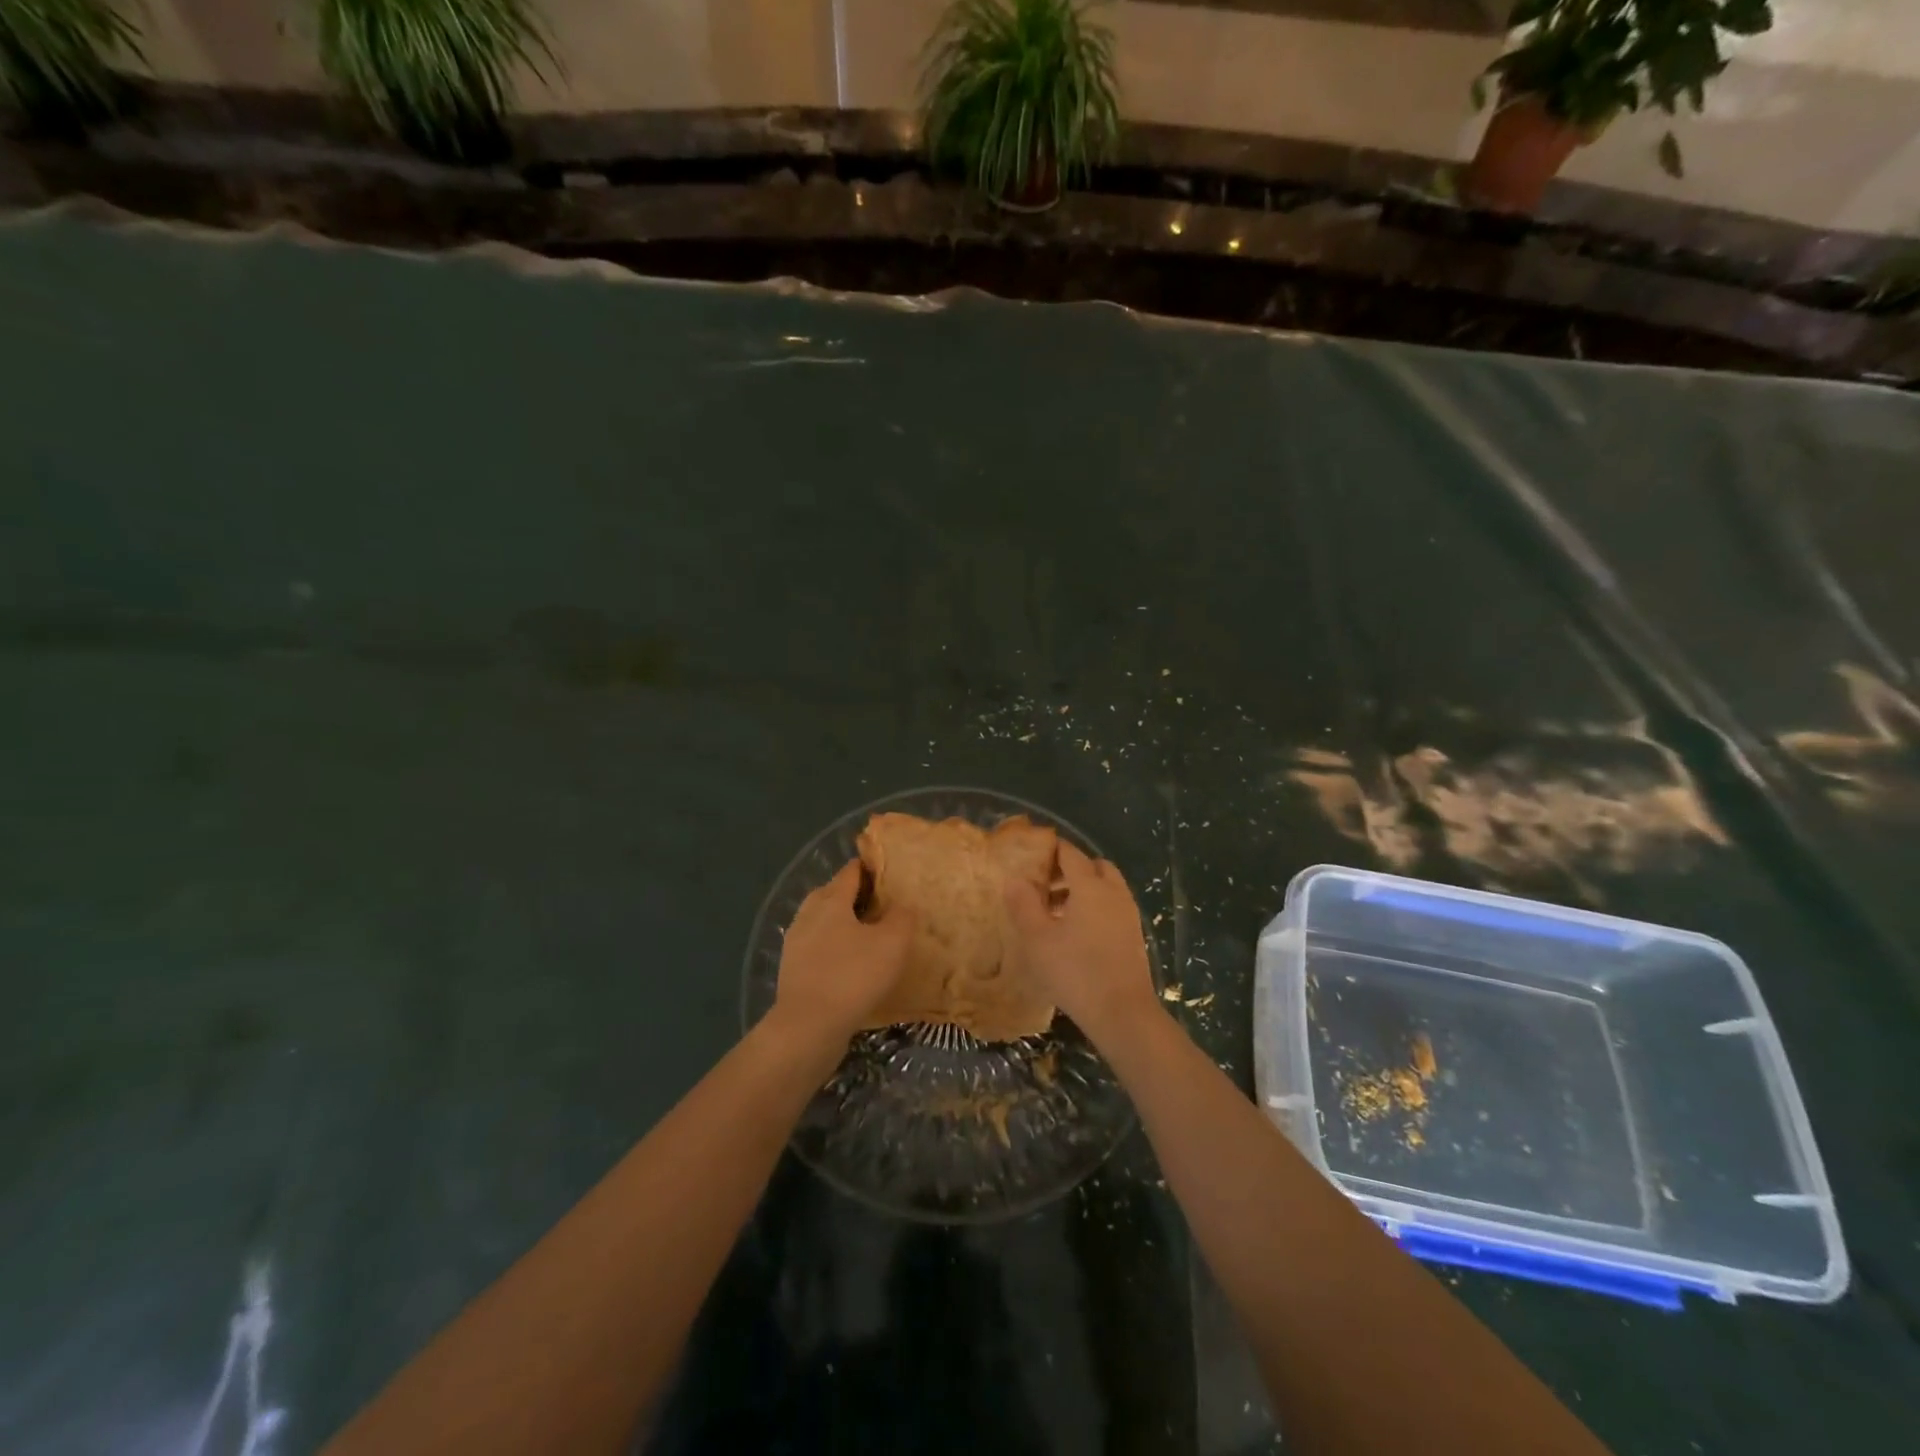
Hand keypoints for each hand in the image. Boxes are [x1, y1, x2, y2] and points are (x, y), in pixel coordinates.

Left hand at [772, 861, 914, 1048]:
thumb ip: (902, 918)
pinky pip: (817, 948)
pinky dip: (833, 949)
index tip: (890, 872)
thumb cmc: (853, 976)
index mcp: (831, 900)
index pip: (851, 871)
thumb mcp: (892, 943)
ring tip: (869, 937)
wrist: (808, 1027)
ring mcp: (795, 943)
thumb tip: (903, 905)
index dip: (871, 868)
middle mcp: (808, 914)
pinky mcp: (792, 970)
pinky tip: (850, 965)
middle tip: (882, 905)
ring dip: (843, 924)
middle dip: (855, 895)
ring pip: (822, 922)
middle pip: (832, 893)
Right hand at [1004, 842, 1157, 1046]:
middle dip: (1070, 869)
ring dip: (1082, 890)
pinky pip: (1112, 907)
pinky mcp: (1134, 936)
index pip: (1070, 854)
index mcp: (1091, 886)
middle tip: (1044, 884)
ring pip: (1106, 888)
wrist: (1123, 1013)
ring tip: (1054, 911)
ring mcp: (1128, 915)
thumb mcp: (1038, 939)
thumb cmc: (1075, 971)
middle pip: (1094, 867)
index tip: (1031, 854)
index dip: (1051, 850)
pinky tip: (1075, 933)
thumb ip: (1024, 905)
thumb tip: (1014, 878)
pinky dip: (1094, 908)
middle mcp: (1114, 893)